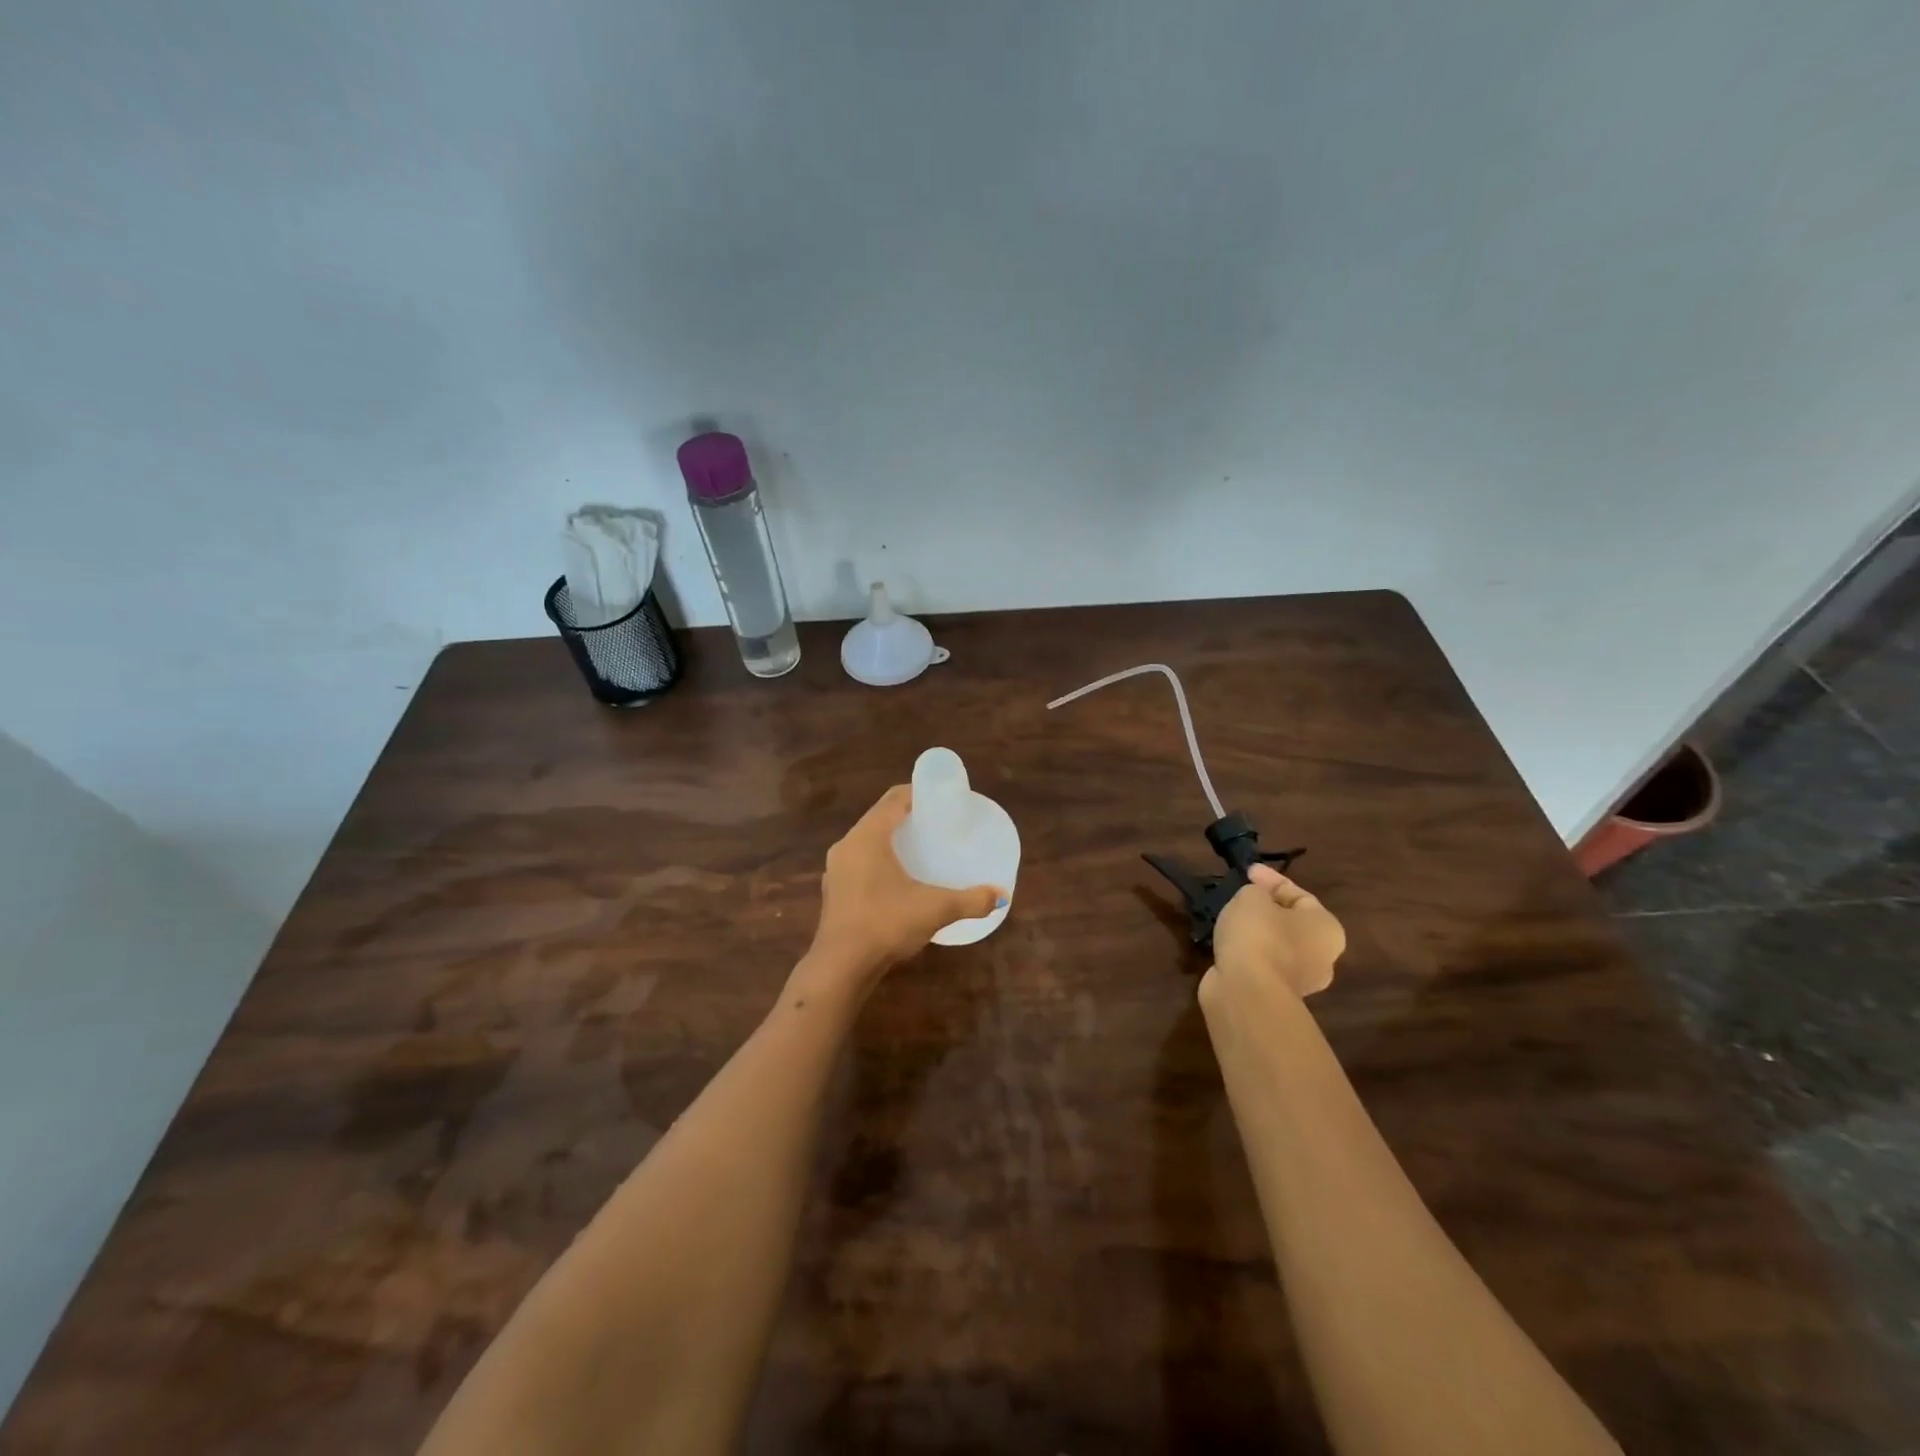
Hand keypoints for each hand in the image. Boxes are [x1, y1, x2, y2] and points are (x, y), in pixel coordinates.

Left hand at [805, 786, 1003, 984]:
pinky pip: (859, 862)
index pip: (893, 799)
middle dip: (907, 816)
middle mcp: (847, 845)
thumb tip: (1001, 895)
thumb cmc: (886, 924)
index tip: (941, 798)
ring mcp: (836, 869)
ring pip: (867, 841)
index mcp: (868, 836)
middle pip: (880, 817)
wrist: (840, 967)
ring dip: (891, 839)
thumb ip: (971, 900)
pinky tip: (897, 878)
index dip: (917, 792)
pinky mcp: (834, 891)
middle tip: (937, 823)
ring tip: (920, 848)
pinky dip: (879, 860)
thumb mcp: (935, 909)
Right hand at [1202, 864, 1345, 1003]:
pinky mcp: (1275, 996)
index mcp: (1327, 929)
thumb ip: (1257, 892)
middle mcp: (1322, 956)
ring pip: (1275, 946)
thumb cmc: (1259, 935)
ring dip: (1255, 932)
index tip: (1247, 871)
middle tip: (1240, 896)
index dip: (1271, 879)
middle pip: (1291, 923)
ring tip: (1228, 919)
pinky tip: (1227, 944)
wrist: (1247, 991)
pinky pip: (1261, 964)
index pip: (1300, 895)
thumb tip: (1256, 902)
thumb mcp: (1252, 897)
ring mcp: (1300, 981)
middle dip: (1266, 908)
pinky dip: (1246, 952)